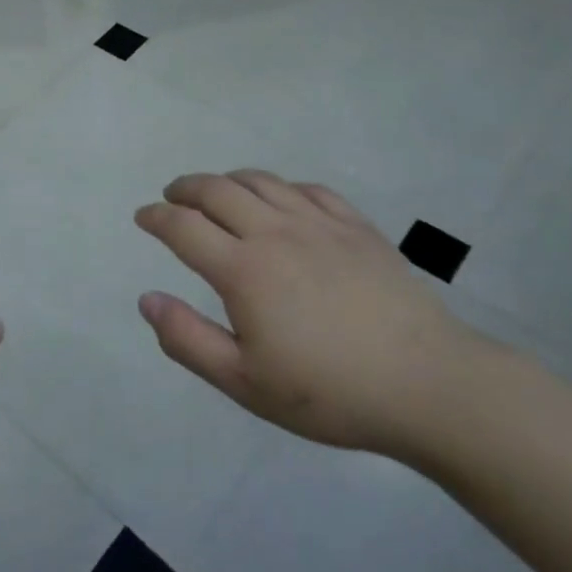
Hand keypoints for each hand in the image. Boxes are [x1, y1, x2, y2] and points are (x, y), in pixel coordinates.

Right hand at [134, 171, 489, 458]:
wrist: (429, 386)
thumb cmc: (330, 392)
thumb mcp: (245, 382)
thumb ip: (188, 339)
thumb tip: (147, 299)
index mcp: (243, 269)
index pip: (183, 226)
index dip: (156, 217)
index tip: (143, 217)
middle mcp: (275, 233)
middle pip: (216, 190)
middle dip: (185, 188)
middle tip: (172, 197)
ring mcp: (319, 224)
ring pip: (260, 181)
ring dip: (227, 180)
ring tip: (216, 192)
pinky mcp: (357, 227)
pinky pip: (308, 189)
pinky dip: (280, 187)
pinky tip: (280, 201)